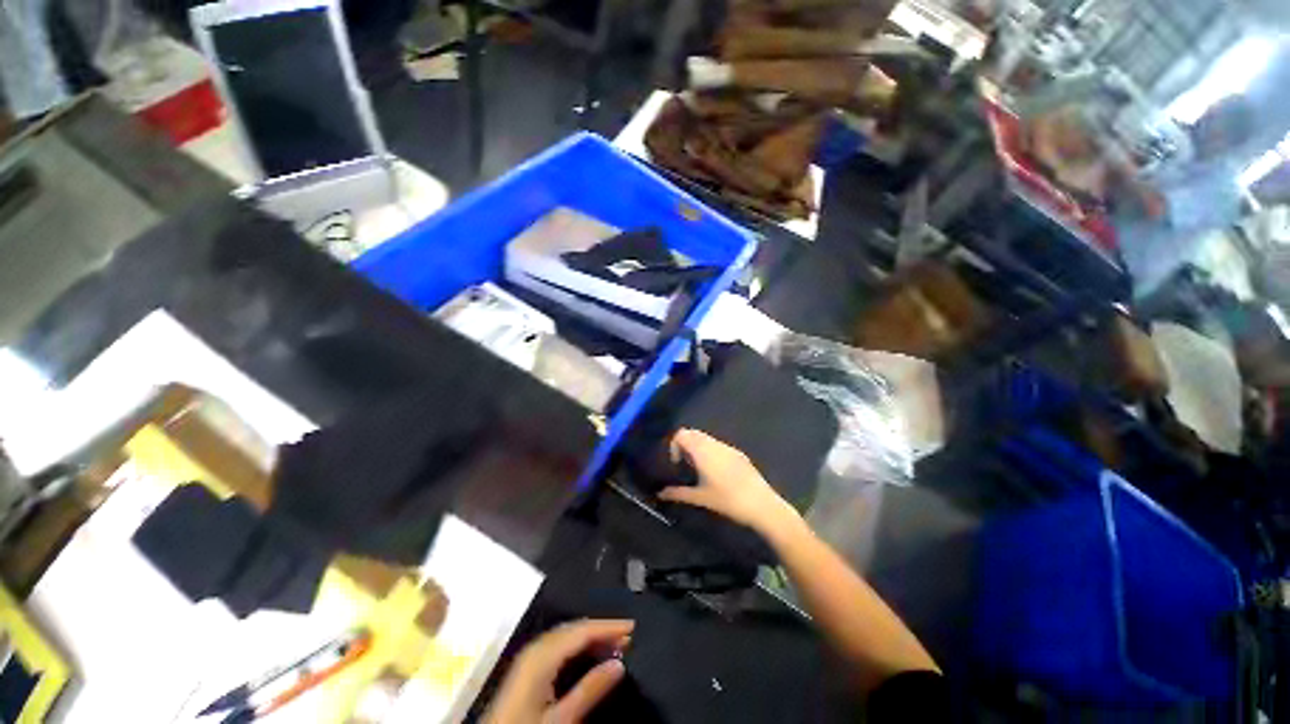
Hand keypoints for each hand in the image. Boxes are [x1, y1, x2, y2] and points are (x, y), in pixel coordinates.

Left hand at [484, 619, 632, 723]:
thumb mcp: (561, 719)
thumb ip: (589, 689)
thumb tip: (620, 663)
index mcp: (542, 655)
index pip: (582, 630)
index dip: (609, 626)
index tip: (633, 626)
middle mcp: (535, 648)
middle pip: (574, 629)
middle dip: (602, 629)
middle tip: (628, 636)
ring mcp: (529, 657)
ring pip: (566, 635)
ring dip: (591, 637)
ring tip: (615, 643)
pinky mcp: (527, 669)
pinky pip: (558, 645)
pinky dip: (578, 645)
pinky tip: (589, 654)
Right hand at [659, 429, 798, 535]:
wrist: (761, 504)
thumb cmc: (727, 500)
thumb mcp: (700, 498)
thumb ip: (678, 493)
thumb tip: (660, 493)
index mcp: (702, 451)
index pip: (681, 434)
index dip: (674, 444)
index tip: (675, 463)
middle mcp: (714, 444)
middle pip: (693, 433)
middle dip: (684, 444)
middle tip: (683, 464)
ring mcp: (728, 447)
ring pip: (706, 438)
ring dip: (697, 447)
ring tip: (698, 469)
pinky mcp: (738, 454)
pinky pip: (718, 445)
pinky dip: (710, 451)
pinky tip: (715, 471)